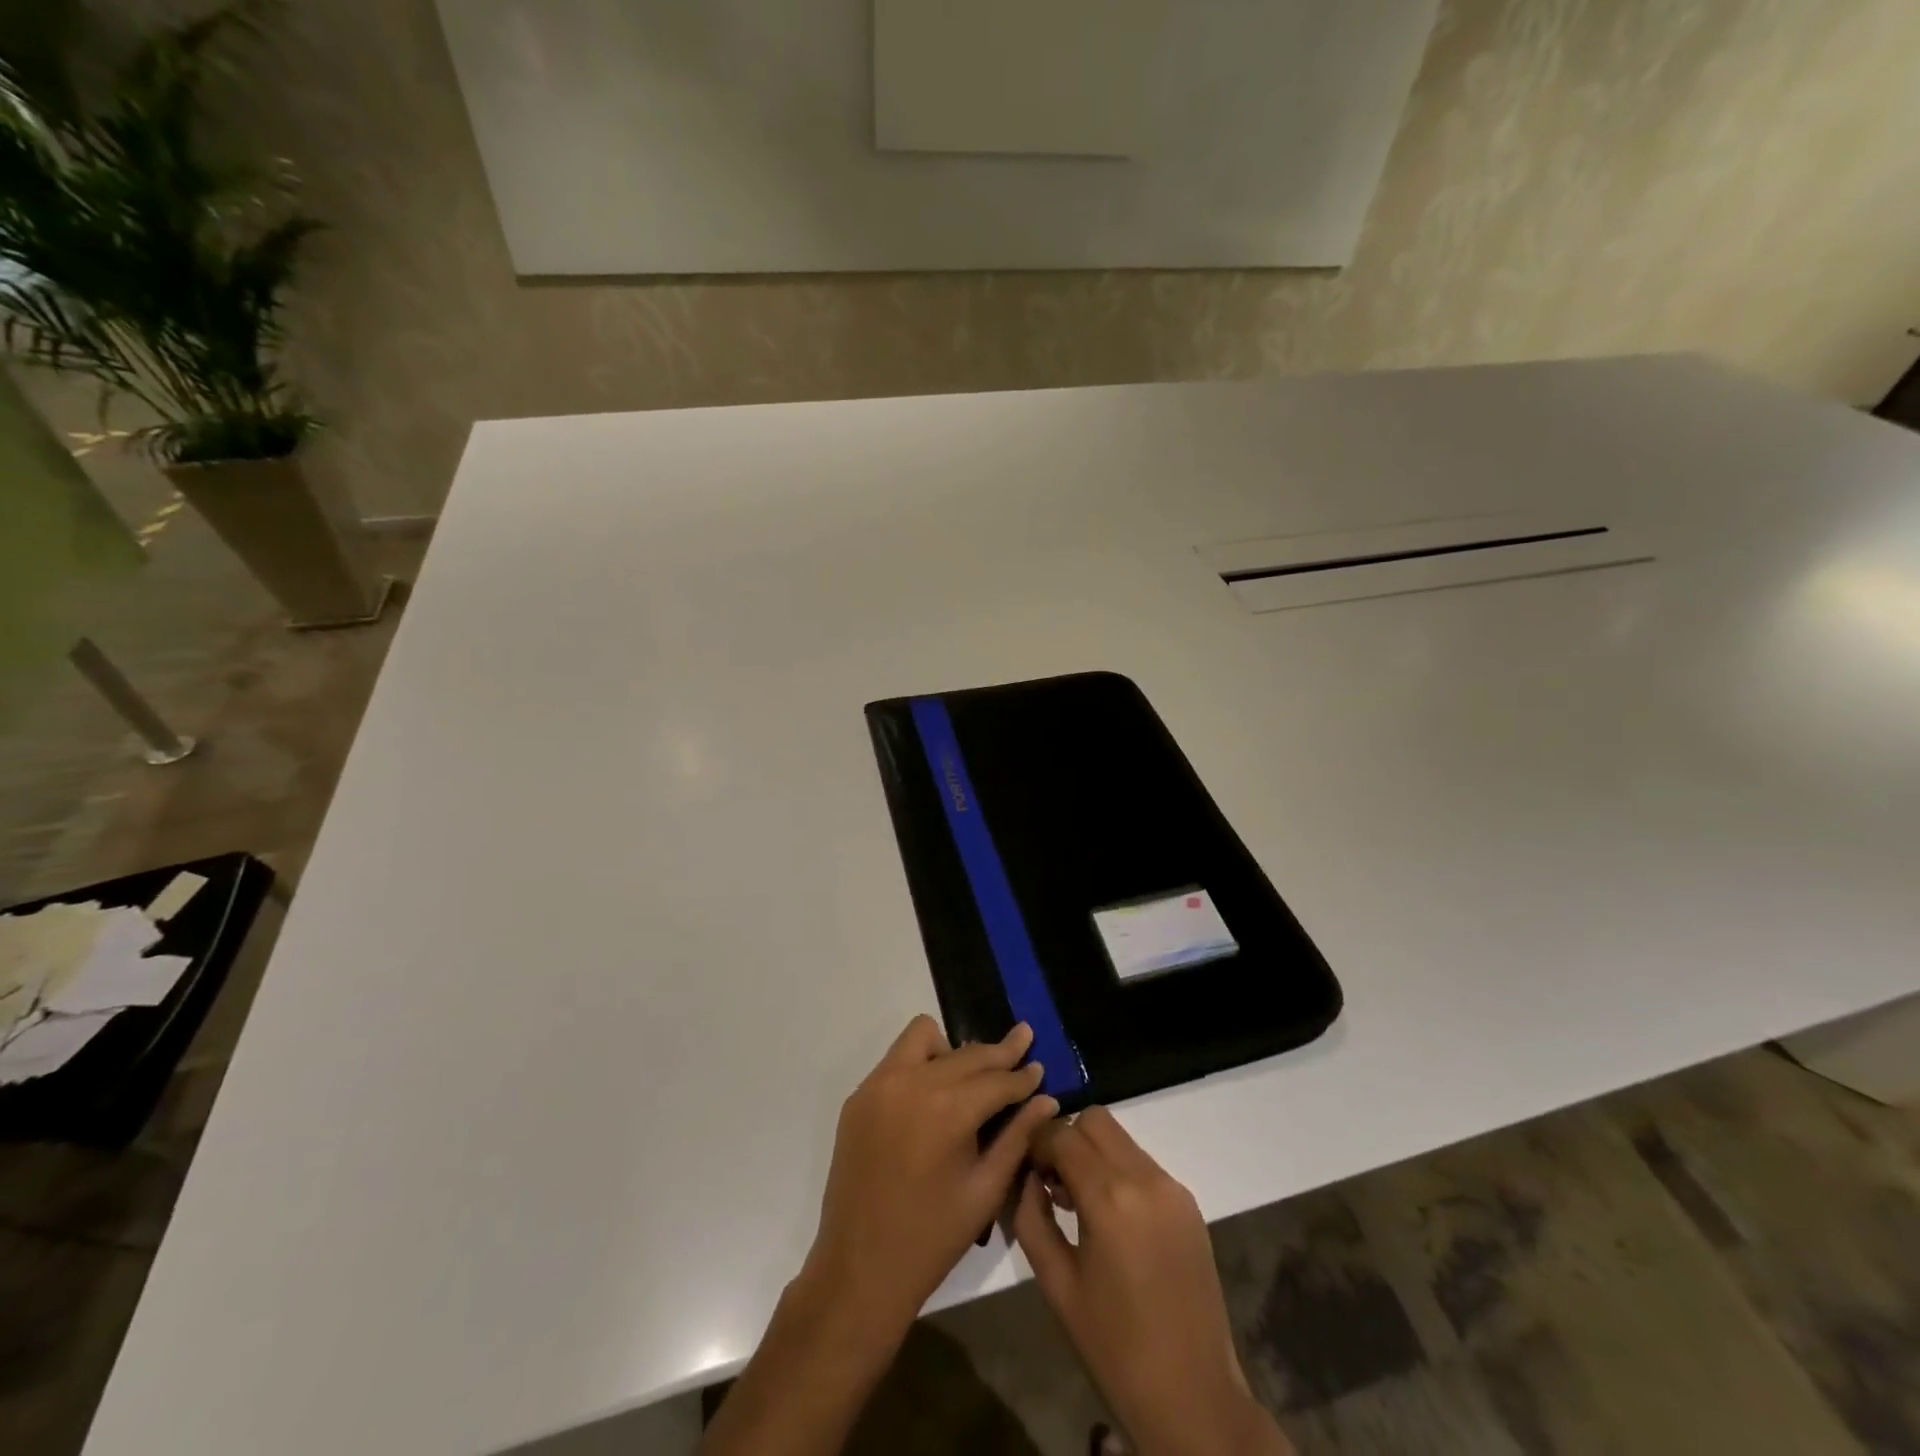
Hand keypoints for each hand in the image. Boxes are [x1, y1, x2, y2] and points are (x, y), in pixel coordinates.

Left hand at [799, 1015, 1057, 1349]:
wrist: (859, 1269)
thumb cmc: (932, 1237)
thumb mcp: (986, 1190)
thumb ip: (1018, 1137)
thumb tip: (1047, 1099)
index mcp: (948, 1109)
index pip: (996, 1078)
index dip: (1022, 1074)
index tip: (1039, 1066)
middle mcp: (911, 1082)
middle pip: (966, 1053)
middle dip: (997, 1054)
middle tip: (1021, 1045)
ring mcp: (879, 1085)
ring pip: (924, 1037)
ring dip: (953, 1050)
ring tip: (970, 1078)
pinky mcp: (859, 1096)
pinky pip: (897, 1060)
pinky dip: (921, 1065)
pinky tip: (934, 1097)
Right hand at [1013, 1108, 1291, 1455]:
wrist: (1194, 1398)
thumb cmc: (1114, 1348)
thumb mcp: (1055, 1284)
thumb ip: (1032, 1217)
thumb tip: (1028, 1176)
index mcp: (1110, 1198)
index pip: (1062, 1134)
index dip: (1037, 1143)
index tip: (1026, 1168)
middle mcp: (1145, 1178)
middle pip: (1095, 1120)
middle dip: (1067, 1139)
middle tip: (1053, 1181)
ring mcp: (1173, 1188)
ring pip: (1121, 1139)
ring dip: (1094, 1154)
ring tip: (1079, 1203)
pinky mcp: (1189, 1203)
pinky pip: (1143, 1164)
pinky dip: (1119, 1172)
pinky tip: (1112, 1219)